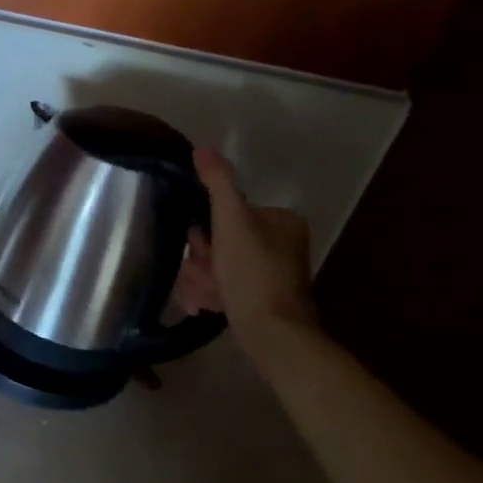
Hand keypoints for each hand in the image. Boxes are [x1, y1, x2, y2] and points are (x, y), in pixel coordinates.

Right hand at [175, 149, 318, 351]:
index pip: (227, 213)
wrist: (272, 333)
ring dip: (201, 278)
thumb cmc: (252, 272)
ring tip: (204, 295)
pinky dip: (211, 294)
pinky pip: (224, 286)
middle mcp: (281, 244)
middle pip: (220, 241)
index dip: (206, 231)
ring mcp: (271, 273)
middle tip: (203, 274)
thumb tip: (202, 149)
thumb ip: (218, 183)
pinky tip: (205, 306)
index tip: (201, 247)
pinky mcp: (261, 298)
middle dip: (202, 259)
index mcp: (281, 221)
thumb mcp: (231, 221)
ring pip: (218, 266)